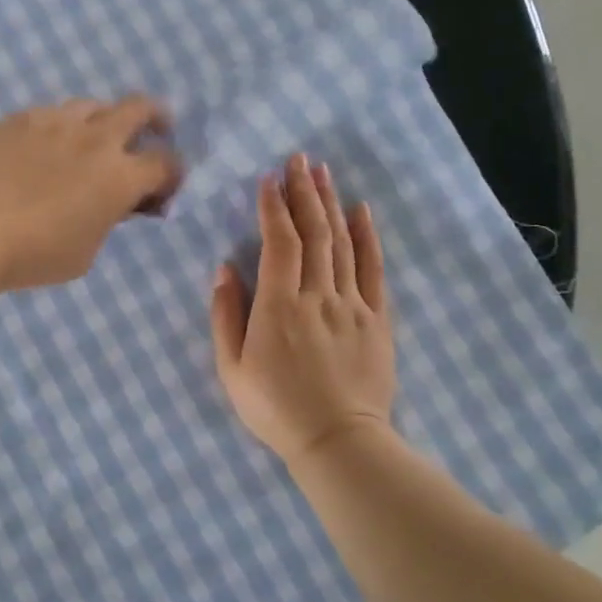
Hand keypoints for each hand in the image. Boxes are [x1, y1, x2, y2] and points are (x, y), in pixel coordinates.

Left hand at [0, 97, 182, 294]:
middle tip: (154, 131)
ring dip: (104, 120)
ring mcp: (55, 121)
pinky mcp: (19, 119)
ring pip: (93, 105)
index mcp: (119, 176)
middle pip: (140, 108)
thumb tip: (114, 204)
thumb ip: (108, 221)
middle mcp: (94, 139)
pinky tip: (46, 147)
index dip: (173, 175)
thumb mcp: (85, 253)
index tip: (164, 189)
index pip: (166, 163)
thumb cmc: (32, 255)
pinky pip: (51, 113)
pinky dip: (61, 128)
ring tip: (94, 139)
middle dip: (156, 118)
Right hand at [210, 154, 395, 464]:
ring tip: (323, 172)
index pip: (278, 242)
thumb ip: (225, 316)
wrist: (338, 442)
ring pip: (341, 243)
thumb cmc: (276, 408)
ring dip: (330, 204)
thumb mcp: (232, 369)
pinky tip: (362, 211)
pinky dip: (367, 237)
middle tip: (299, 158)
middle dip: (303, 192)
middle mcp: (317, 295)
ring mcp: (352, 305)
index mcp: (278, 306)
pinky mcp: (376, 319)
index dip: (273, 207)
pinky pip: (373, 270)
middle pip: (313, 232)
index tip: (268, 179)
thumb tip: (224, 269)